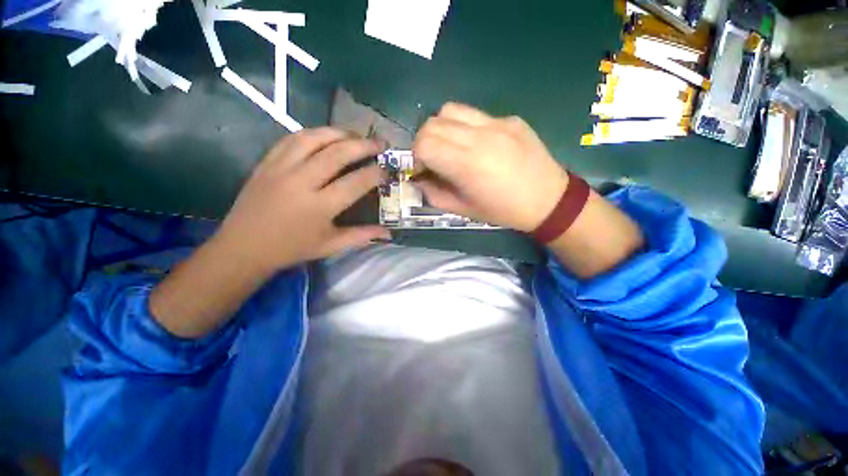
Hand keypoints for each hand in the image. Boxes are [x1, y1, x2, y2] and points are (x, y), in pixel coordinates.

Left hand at [214, 128, 389, 272]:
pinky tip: (326, 135)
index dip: (376, 173)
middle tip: (380, 143)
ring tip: (356, 135)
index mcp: (320, 207)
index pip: (356, 182)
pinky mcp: (267, 162)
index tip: (387, 170)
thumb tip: (389, 233)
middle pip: (338, 153)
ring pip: (314, 138)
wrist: (243, 247)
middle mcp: (302, 182)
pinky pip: (292, 138)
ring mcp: (281, 168)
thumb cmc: (292, 249)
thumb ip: (362, 236)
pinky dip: (313, 133)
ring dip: (339, 132)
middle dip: (364, 145)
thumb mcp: (331, 245)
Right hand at [412, 103, 568, 231]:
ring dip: (442, 128)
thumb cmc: (502, 211)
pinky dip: (465, 128)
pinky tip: (479, 145)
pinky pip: (476, 115)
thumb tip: (419, 179)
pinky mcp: (510, 118)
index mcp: (467, 164)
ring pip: (451, 110)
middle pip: (433, 123)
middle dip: (424, 141)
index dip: (415, 157)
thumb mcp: (463, 210)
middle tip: (433, 159)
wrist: (548, 200)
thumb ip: (434, 193)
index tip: (422, 170)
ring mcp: (497, 123)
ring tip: (451, 147)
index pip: (423, 144)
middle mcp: (480, 136)